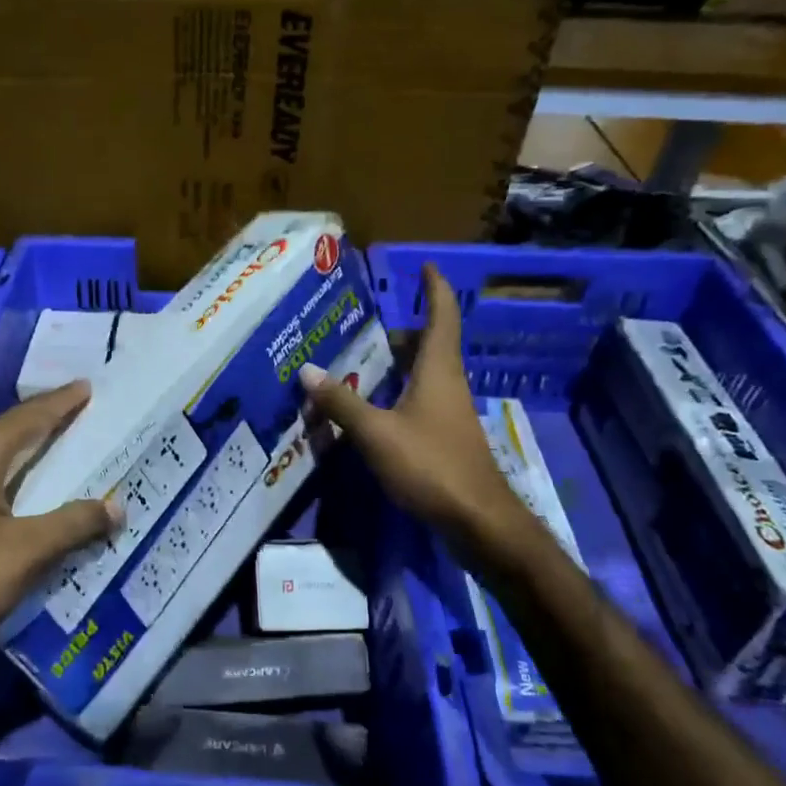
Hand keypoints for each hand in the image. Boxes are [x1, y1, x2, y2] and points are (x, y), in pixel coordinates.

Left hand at [0, 382, 120, 706]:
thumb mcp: (24, 553)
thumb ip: (73, 525)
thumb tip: (117, 505)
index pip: (29, 417)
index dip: (61, 402)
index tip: (87, 386)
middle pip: (5, 430)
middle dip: (41, 419)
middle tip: (76, 412)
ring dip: (20, 448)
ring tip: (50, 447)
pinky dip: (2, 476)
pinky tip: (11, 496)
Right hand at [297, 263, 540, 548]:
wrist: (478, 519)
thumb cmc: (431, 465)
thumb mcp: (377, 433)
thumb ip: (342, 403)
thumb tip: (307, 371)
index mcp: (438, 370)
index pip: (442, 315)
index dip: (434, 288)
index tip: (426, 265)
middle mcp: (448, 383)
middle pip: (431, 344)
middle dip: (403, 332)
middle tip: (367, 328)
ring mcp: (450, 412)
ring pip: (426, 373)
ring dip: (400, 363)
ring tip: (362, 363)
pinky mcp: (447, 437)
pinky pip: (422, 399)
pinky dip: (400, 392)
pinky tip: (375, 408)